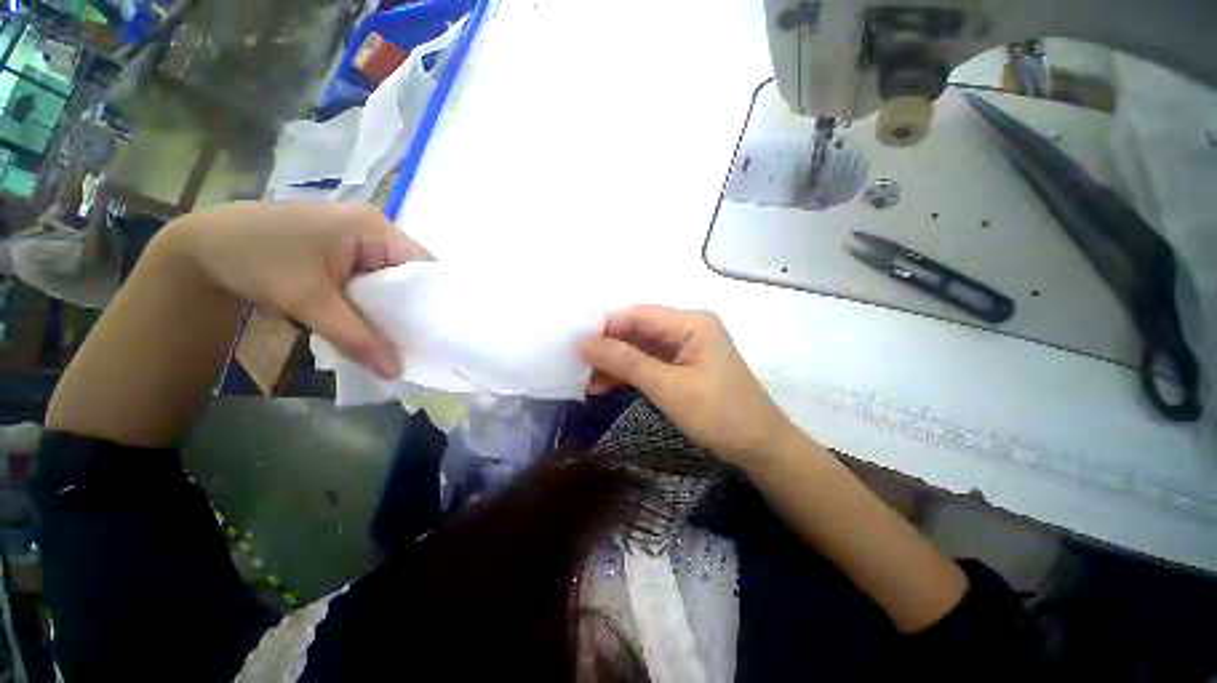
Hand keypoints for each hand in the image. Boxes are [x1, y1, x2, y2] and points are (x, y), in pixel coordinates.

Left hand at [163, 201, 430, 378]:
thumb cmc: (256, 260)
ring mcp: (357, 238)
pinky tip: (371, 321)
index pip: (423, 264)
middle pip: (409, 273)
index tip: (438, 332)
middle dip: (412, 307)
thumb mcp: (308, 301)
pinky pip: (372, 278)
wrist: (202, 247)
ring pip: (391, 279)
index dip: (434, 298)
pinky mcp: (343, 250)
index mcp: (372, 227)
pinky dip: (373, 301)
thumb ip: (355, 337)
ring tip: (399, 337)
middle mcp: (372, 228)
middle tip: (419, 341)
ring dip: (391, 307)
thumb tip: (395, 372)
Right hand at [579, 305, 798, 464]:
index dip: (604, 326)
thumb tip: (582, 343)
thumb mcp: (667, 387)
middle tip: (576, 367)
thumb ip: (624, 362)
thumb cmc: (718, 414)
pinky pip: (649, 364)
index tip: (573, 345)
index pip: (637, 315)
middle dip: (607, 348)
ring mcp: (685, 348)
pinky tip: (606, 387)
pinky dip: (629, 374)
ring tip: (587, 384)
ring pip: (640, 349)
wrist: (759, 448)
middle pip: (637, 331)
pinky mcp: (683, 366)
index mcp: (691, 322)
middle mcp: (687, 328)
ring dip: (615, 364)